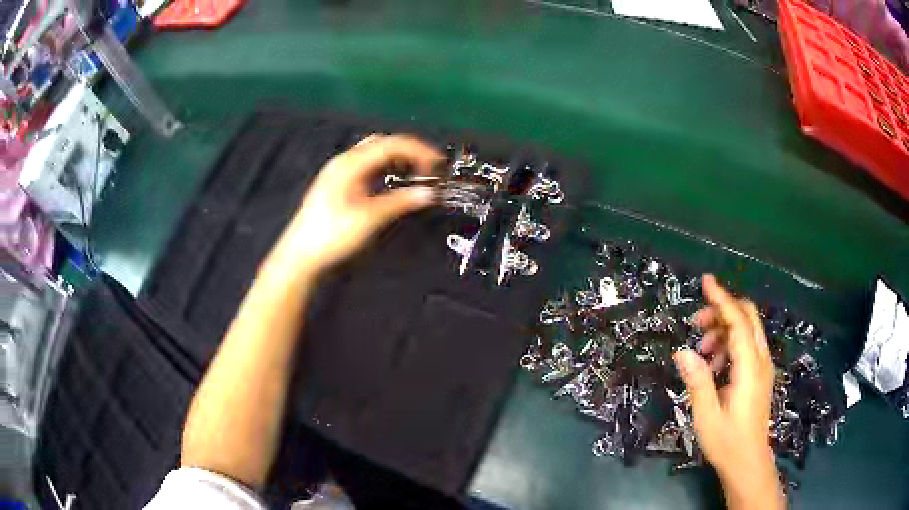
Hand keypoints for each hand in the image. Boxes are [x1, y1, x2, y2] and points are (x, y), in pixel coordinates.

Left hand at [266, 135, 440, 279]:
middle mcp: (344, 162)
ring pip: (374, 154)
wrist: (301, 254)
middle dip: (409, 151)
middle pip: (382, 144)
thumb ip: (400, 202)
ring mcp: (340, 172)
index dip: (417, 150)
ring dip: (398, 159)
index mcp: (350, 164)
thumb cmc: (330, 235)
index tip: (437, 163)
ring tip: (417, 173)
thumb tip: (428, 193)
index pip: (390, 144)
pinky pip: (367, 166)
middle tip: (430, 167)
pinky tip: (393, 181)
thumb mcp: (369, 218)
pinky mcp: (339, 183)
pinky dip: (386, 168)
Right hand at [672, 275, 783, 509]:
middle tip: (696, 325)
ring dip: (724, 331)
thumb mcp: (706, 415)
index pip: (738, 321)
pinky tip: (714, 366)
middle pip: (747, 318)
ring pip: (747, 331)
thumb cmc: (727, 441)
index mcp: (750, 367)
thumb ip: (697, 381)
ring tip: (701, 353)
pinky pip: (748, 346)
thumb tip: (682, 352)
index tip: (705, 281)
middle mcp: (761, 360)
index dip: (721, 299)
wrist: (748, 462)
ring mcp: (764, 367)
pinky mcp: (761, 375)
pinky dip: (730, 345)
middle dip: (722, 312)